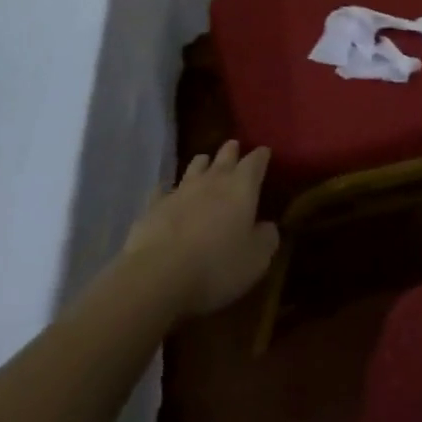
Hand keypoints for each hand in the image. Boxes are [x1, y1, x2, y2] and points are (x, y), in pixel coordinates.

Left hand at [122, 140, 278, 317]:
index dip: (261, 156)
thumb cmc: (218, 266)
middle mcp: (212, 181)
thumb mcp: (257, 258)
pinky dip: (168, 190)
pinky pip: (162, 190)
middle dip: (231, 150)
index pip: (255, 161)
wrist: (158, 276)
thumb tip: (268, 226)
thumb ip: (267, 237)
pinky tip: (166, 193)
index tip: (265, 152)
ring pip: (194, 167)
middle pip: (224, 156)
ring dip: (202, 164)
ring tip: (205, 163)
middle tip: (234, 146)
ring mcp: (180, 191)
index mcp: (242, 187)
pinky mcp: (153, 207)